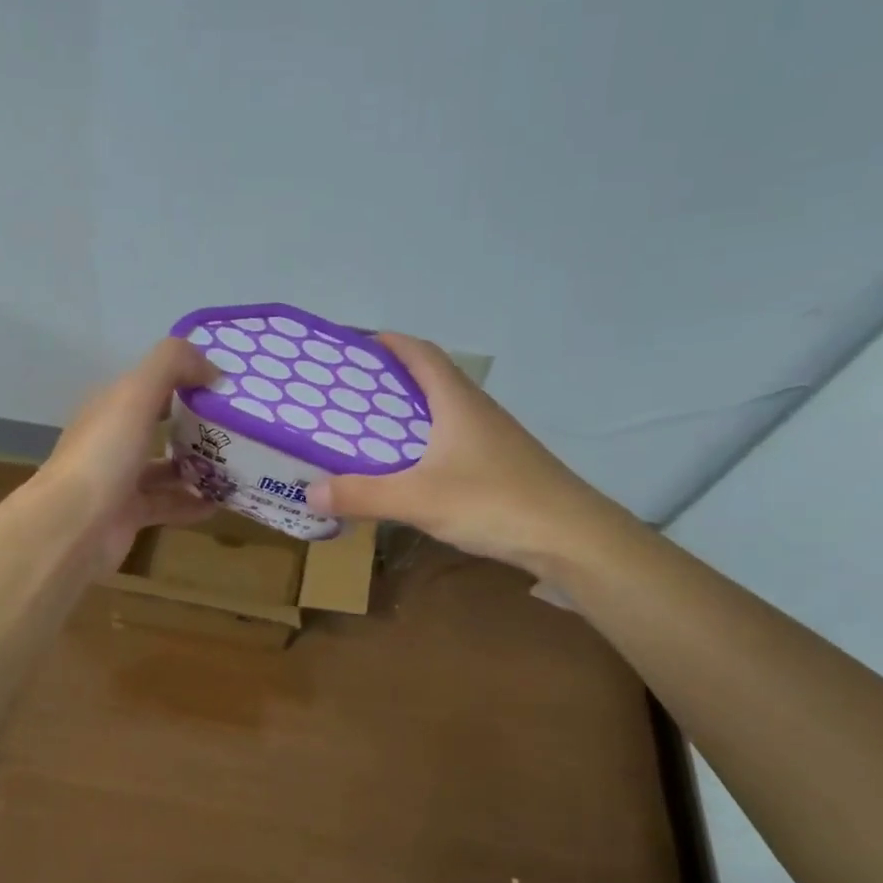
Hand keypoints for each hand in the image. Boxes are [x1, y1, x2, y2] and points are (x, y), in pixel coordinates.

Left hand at [33, 336, 218, 570]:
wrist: (72, 527)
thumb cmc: (105, 454)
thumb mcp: (136, 394)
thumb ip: (172, 365)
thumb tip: (210, 366)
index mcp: (110, 407)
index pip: (150, 384)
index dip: (185, 379)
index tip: (226, 386)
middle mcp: (113, 440)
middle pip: (158, 425)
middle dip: (195, 424)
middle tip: (238, 426)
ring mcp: (119, 479)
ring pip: (164, 468)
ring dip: (196, 466)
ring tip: (236, 464)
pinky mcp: (129, 515)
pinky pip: (167, 504)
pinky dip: (192, 503)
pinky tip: (221, 503)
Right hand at [304, 333, 633, 576]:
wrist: (572, 538)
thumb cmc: (494, 501)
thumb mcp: (418, 498)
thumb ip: (362, 494)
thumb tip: (310, 491)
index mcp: (456, 400)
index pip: (419, 352)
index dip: (386, 343)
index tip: (351, 349)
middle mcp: (475, 410)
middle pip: (427, 380)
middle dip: (385, 382)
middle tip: (344, 397)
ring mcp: (491, 439)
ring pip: (439, 414)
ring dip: (404, 416)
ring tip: (364, 433)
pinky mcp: (498, 467)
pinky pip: (449, 443)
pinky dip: (421, 446)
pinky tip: (406, 472)